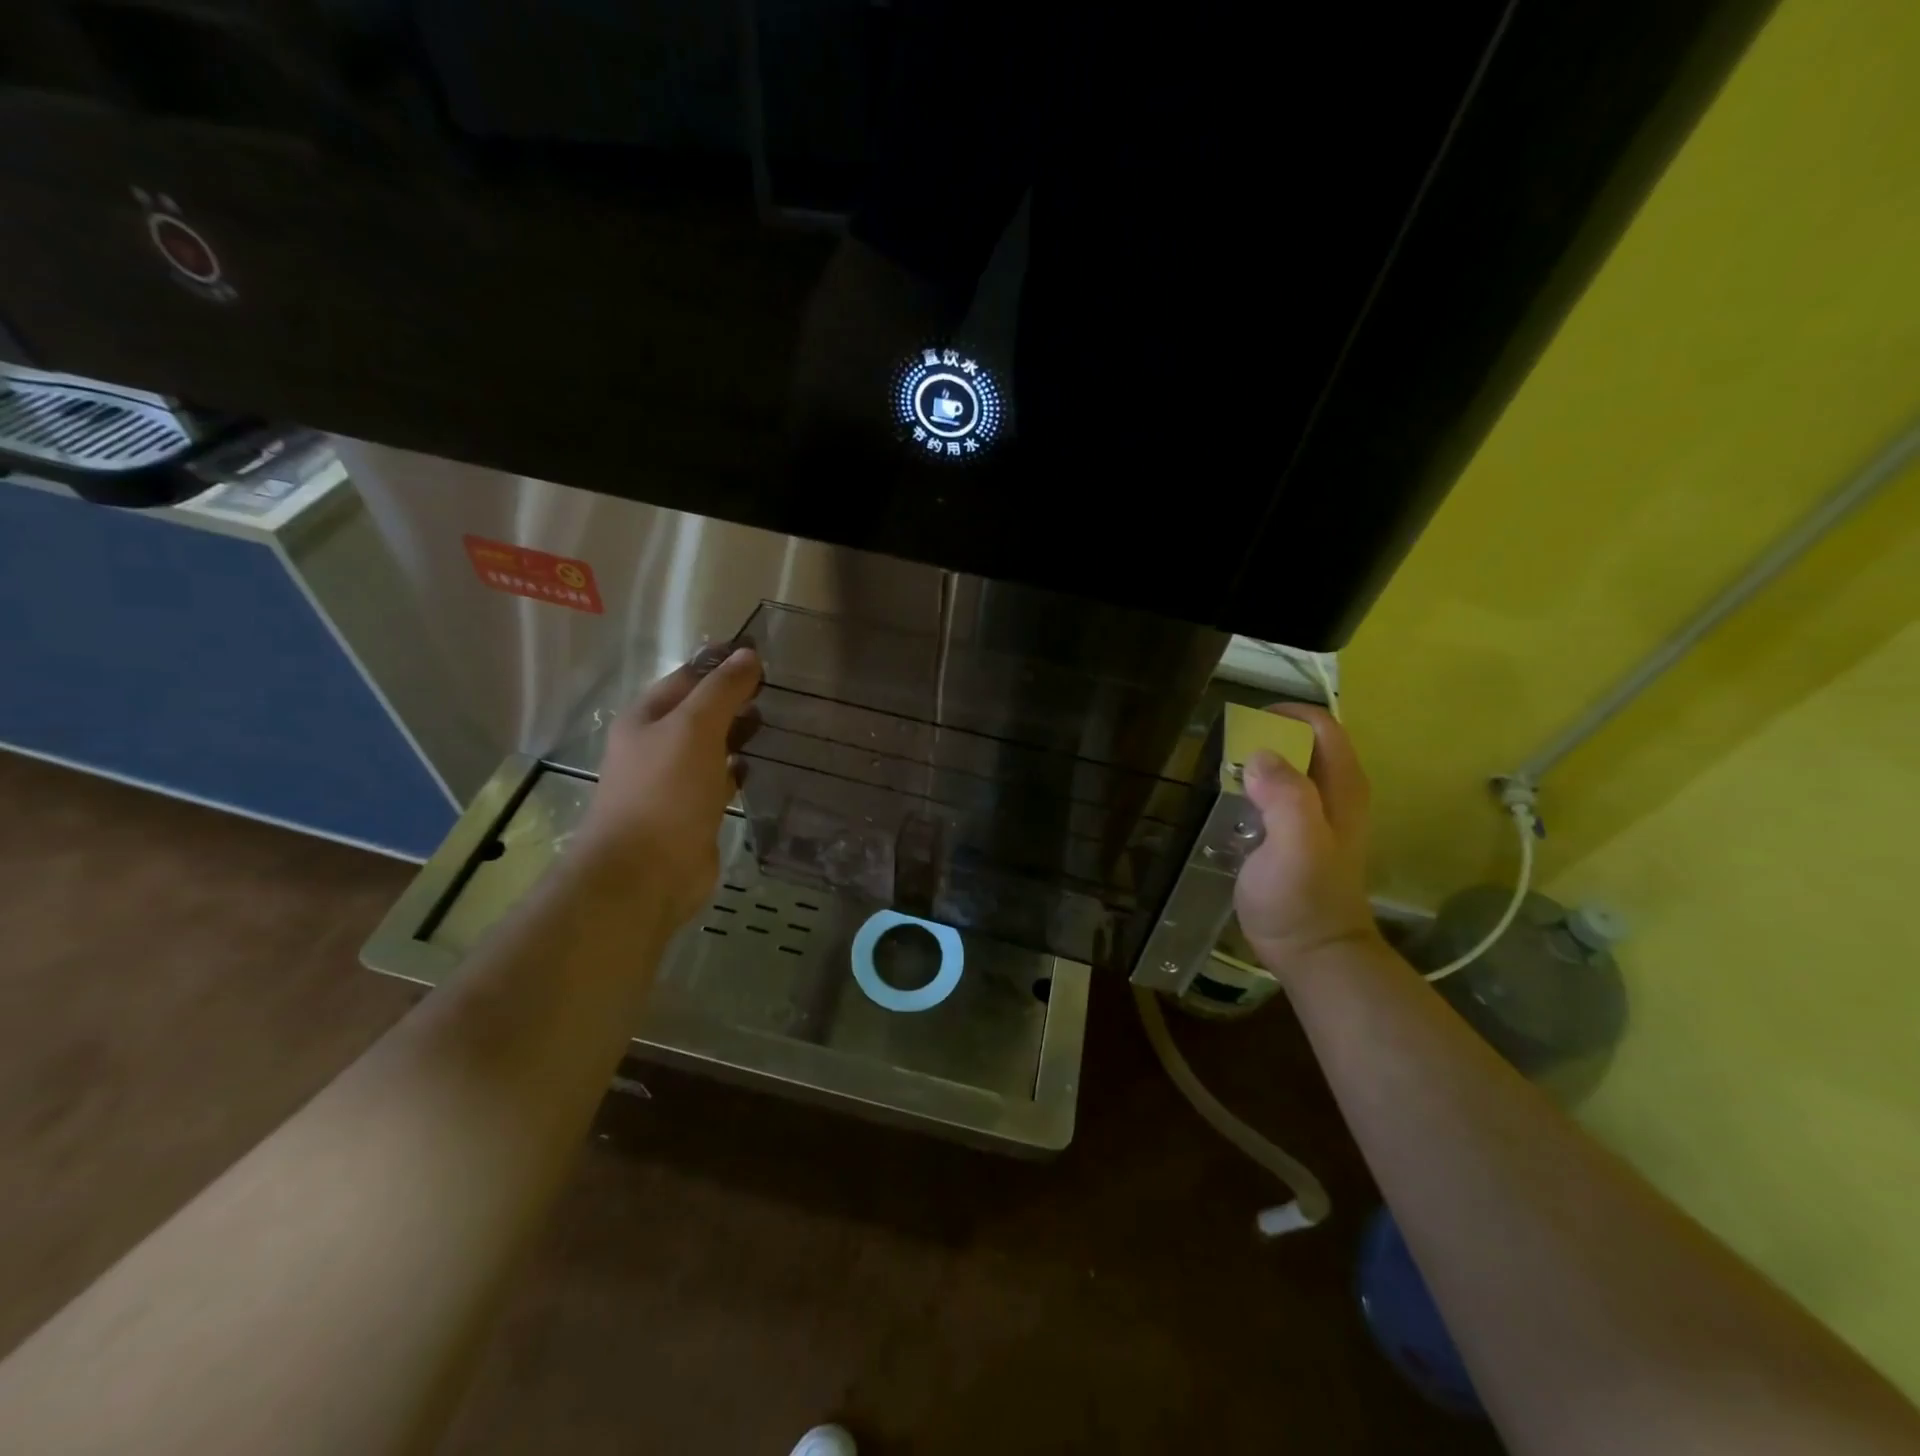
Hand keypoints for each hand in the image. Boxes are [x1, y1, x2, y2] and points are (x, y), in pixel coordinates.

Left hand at [576, 644, 762, 926]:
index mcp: (646, 718)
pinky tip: (761, 765)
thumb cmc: (665, 792)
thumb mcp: (694, 728)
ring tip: (779, 721)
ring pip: (711, 746)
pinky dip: (738, 769)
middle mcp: (657, 746)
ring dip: (738, 734)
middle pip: (699, 711)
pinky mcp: (693, 813)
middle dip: (734, 699)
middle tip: (780, 689)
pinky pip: (719, 780)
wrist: (644, 874)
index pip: (687, 677)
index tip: (763, 655)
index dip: (722, 663)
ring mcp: (674, 782)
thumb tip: (748, 655)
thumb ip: (722, 690)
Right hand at [1232, 704, 1383, 977]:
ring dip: (1257, 762)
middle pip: (1304, 742)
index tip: (1243, 723)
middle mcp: (1335, 793)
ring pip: (1289, 768)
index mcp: (1342, 787)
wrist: (1313, 954)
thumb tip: (1258, 755)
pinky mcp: (1297, 835)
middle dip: (1266, 735)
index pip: (1322, 725)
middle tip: (1224, 749)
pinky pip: (1276, 795)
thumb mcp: (1296, 846)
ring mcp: (1317, 815)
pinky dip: (1254, 788)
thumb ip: (1285, 797)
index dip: (1285, 714)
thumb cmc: (1303, 900)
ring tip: (1220, 772)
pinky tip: (1229, 803)